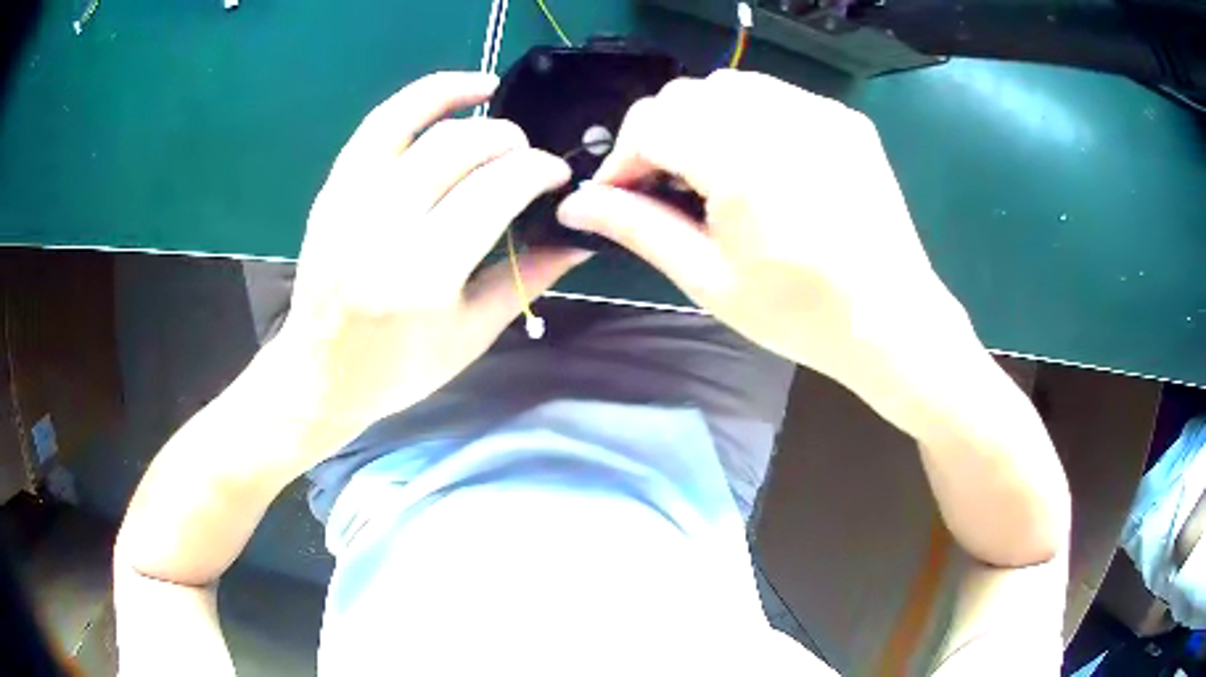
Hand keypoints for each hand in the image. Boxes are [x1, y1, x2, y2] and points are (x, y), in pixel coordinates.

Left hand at [276, 72, 587, 437]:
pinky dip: (417, 97)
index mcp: (423, 274)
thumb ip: (527, 276)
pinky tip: (451, 90)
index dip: (538, 169)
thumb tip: (580, 236)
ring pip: (415, 123)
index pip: (495, 189)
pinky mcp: (332, 190)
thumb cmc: (398, 368)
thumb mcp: (472, 334)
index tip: (557, 175)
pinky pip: (377, 124)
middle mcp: (381, 227)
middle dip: (508, 139)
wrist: (319, 374)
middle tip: (527, 157)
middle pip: (458, 147)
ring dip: (464, 101)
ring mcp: (348, 202)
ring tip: (495, 94)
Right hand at [557, 70, 973, 429]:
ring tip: (713, 173)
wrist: (893, 321)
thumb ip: (638, 228)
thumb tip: (575, 204)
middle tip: (667, 187)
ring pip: (729, 86)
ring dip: (702, 120)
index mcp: (743, 163)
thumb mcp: (709, 280)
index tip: (623, 196)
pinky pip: (775, 95)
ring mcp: (820, 112)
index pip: (652, 122)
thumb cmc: (800, 314)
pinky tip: (762, 163)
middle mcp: (782, 119)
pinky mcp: (844, 118)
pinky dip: (748, 118)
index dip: (624, 157)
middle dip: (660, 135)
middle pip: (686, 94)